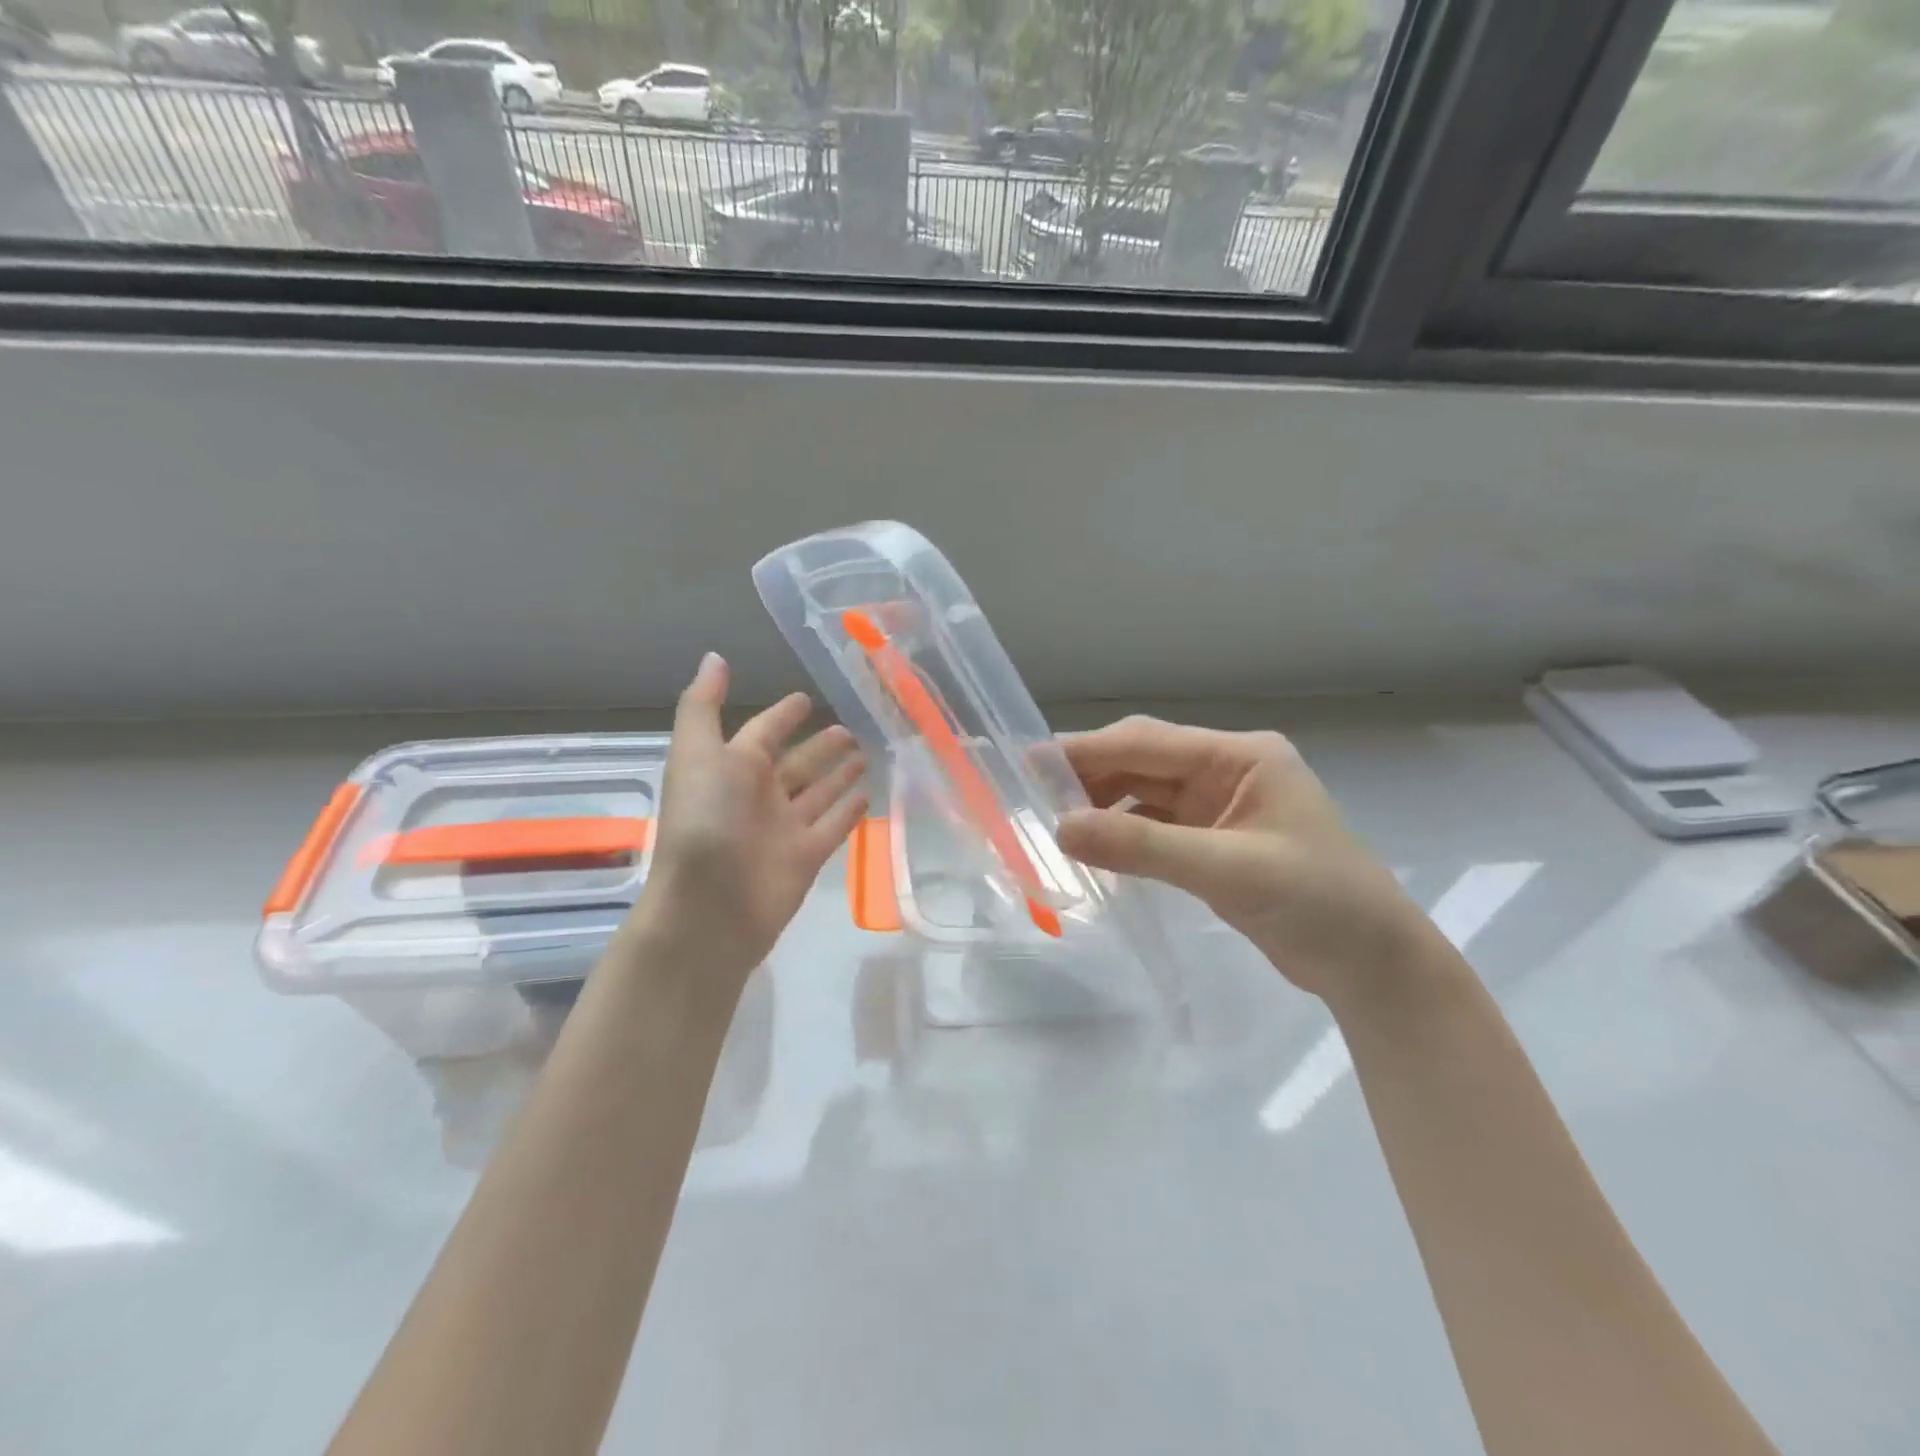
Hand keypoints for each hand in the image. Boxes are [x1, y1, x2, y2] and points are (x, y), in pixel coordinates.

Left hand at [626, 653, 867, 989]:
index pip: (763, 732)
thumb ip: (705, 705)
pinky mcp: (808, 856)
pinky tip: (869, 794)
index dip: (783, 715)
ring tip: (867, 754)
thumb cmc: (704, 820)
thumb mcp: (697, 752)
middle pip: (797, 763)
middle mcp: (760, 794)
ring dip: (839, 774)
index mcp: (732, 767)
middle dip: (821, 746)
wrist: (711, 905)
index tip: (807, 699)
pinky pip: (834, 826)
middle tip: (851, 728)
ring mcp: (785, 827)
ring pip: (818, 792)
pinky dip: (849, 811)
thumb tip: (714, 657)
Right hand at [1055, 716, 1427, 998]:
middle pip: (1142, 762)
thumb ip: (1145, 847)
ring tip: (1056, 825)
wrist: (1373, 966)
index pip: (1148, 743)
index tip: (1030, 763)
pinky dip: (1123, 835)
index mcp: (1240, 757)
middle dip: (1089, 776)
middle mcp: (1226, 771)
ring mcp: (1219, 806)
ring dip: (1102, 806)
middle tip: (1032, 796)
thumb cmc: (1319, 904)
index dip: (1087, 751)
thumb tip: (1061, 828)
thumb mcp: (1230, 871)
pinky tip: (1095, 849)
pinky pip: (1154, 827)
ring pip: (1144, 794)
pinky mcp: (1213, 842)